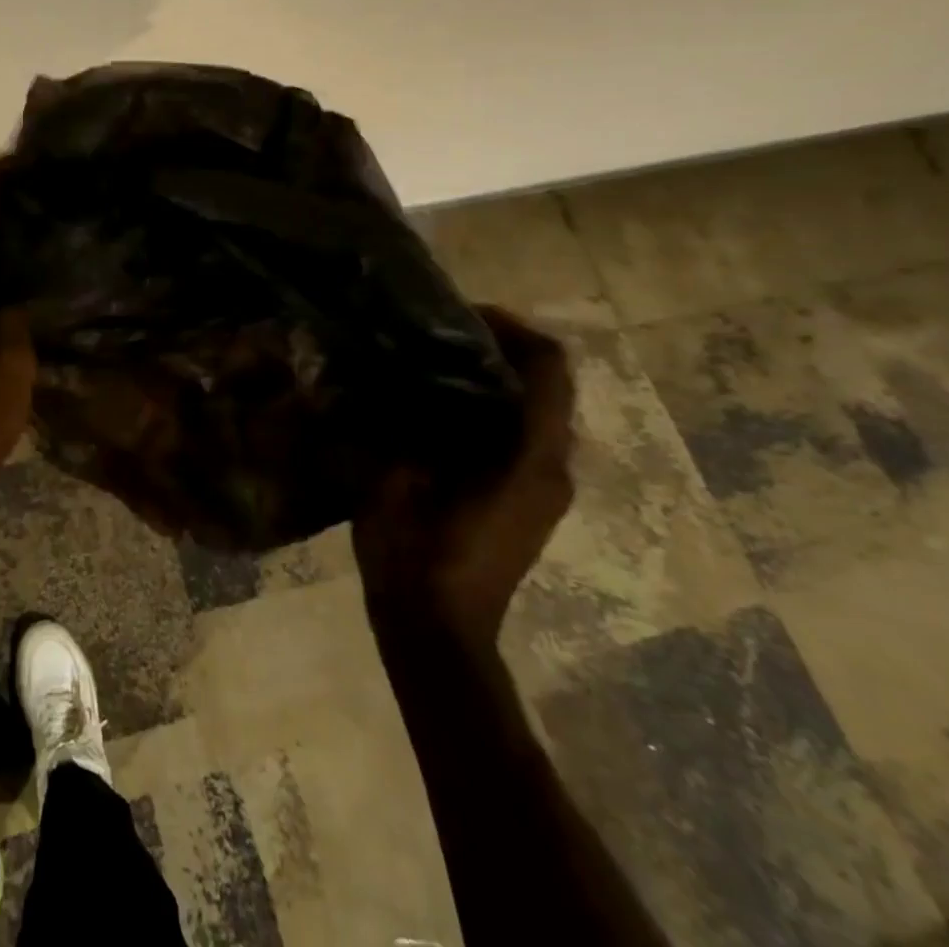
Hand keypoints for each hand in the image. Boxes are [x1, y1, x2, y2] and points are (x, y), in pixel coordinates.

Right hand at [352, 307, 576, 649]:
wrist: (437, 634)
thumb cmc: (416, 557)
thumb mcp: (396, 482)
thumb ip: (404, 425)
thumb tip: (395, 375)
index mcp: (530, 459)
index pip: (548, 369)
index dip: (511, 328)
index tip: (459, 314)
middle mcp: (553, 467)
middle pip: (546, 384)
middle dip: (497, 349)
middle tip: (434, 332)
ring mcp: (544, 488)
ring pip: (533, 410)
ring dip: (490, 379)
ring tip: (429, 362)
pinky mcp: (527, 502)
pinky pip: (518, 436)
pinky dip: (486, 408)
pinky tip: (433, 408)